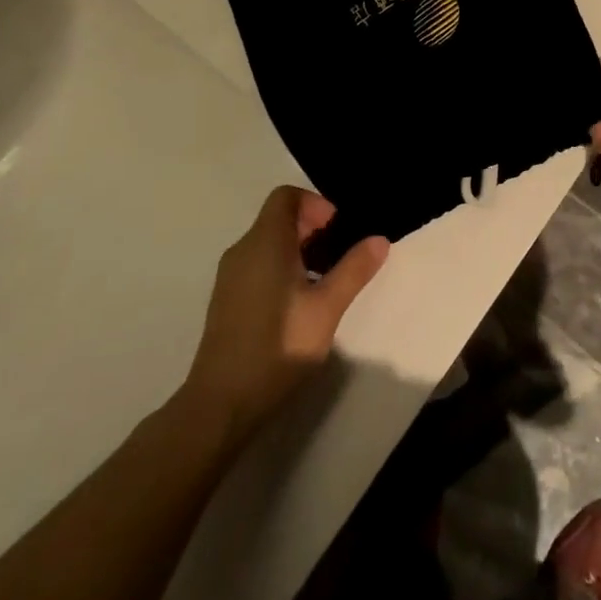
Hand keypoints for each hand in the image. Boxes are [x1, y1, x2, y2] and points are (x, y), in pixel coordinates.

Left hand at [178, 186, 388, 453]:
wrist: (221, 404)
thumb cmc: (279, 346)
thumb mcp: (327, 307)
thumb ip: (354, 269)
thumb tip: (379, 239)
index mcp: (265, 242)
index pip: (286, 196)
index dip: (315, 204)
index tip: (337, 231)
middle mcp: (243, 250)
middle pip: (278, 218)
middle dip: (311, 228)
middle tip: (338, 257)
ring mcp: (230, 277)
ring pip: (268, 243)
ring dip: (298, 250)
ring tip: (323, 283)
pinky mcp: (226, 301)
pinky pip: (257, 265)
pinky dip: (281, 268)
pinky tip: (298, 305)